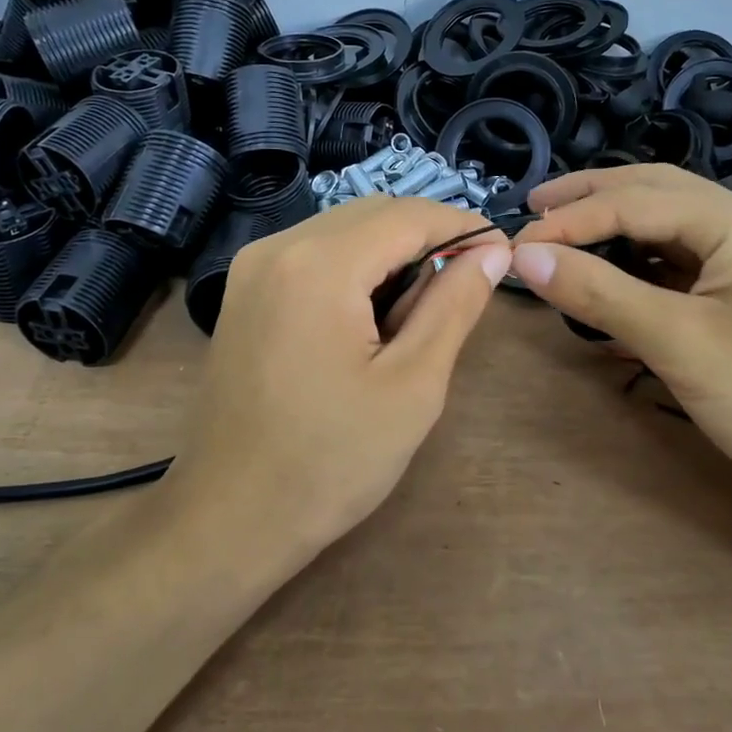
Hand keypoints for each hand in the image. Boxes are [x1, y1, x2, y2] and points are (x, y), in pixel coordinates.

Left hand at [173, 197, 510, 555]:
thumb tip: (493, 252)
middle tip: (469, 282)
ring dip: (392, 252)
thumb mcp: (412, 386)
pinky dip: (355, 267)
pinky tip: (375, 313)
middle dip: (427, 237)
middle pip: (372, 213)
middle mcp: (277, 246)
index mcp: (319, 264)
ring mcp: (252, 267)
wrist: (228, 518)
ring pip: (343, 230)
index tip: (503, 251)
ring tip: (425, 306)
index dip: (462, 226)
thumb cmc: (330, 462)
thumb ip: (454, 306)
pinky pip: (313, 254)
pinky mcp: (244, 291)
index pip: (407, 215)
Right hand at [512, 165, 731, 520]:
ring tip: (563, 237)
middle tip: (533, 211)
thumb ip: (599, 292)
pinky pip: (688, 257)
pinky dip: (643, 261)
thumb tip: (524, 257)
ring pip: (670, 224)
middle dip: (590, 198)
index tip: (514, 247)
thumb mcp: (678, 343)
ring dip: (615, 227)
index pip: (632, 201)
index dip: (568, 221)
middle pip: (654, 191)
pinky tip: (614, 276)